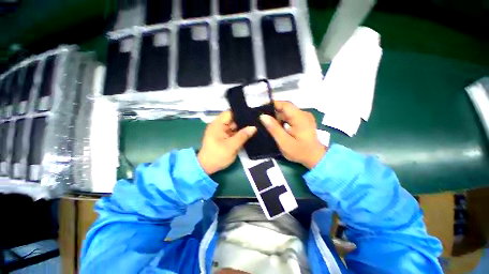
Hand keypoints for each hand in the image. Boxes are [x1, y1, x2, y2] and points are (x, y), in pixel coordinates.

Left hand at [198, 111, 256, 174]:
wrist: (206, 167)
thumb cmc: (217, 155)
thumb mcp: (231, 146)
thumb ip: (243, 136)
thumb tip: (253, 127)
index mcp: (218, 124)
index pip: (230, 113)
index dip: (241, 113)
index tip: (253, 114)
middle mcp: (218, 126)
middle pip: (233, 119)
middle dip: (244, 121)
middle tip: (258, 122)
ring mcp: (220, 132)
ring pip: (233, 126)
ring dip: (242, 128)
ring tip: (256, 127)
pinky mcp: (222, 138)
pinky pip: (232, 133)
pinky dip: (239, 134)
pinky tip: (249, 134)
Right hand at [260, 101, 326, 168]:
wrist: (316, 158)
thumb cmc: (300, 151)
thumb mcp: (284, 142)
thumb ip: (274, 128)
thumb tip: (263, 116)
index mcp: (299, 117)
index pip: (285, 104)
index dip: (272, 104)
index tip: (261, 109)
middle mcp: (304, 114)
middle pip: (287, 108)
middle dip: (275, 112)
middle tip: (263, 120)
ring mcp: (306, 117)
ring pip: (289, 112)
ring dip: (280, 117)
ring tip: (270, 125)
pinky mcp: (305, 121)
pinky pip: (293, 116)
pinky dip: (285, 120)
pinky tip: (280, 128)